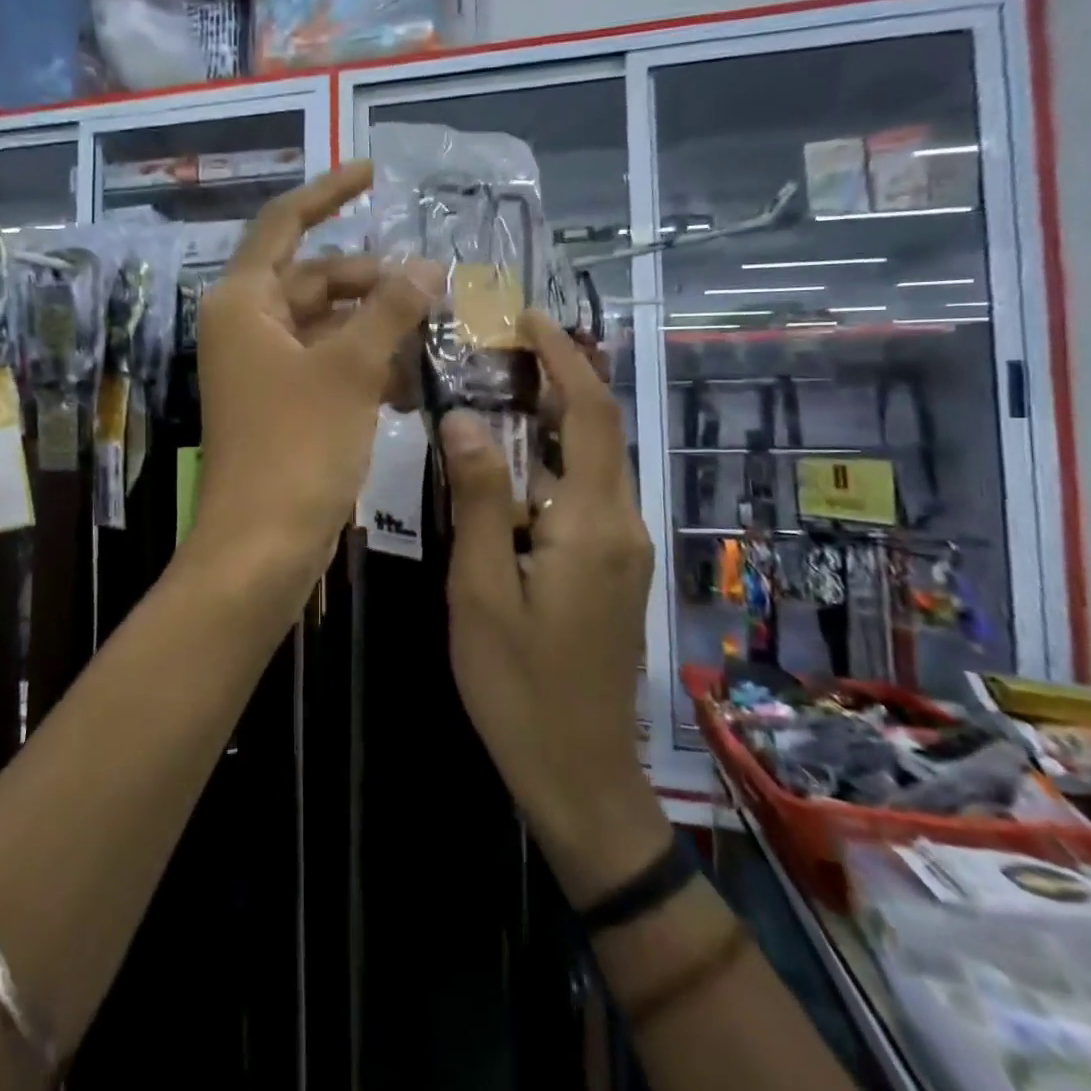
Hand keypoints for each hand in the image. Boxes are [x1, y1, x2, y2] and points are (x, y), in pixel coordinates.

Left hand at [192, 161, 438, 590]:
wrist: (261, 547)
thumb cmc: (298, 448)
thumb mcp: (350, 370)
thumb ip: (389, 310)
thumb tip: (426, 266)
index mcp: (244, 302)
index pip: (284, 224)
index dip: (328, 193)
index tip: (373, 171)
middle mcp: (246, 327)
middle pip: (314, 280)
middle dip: (373, 281)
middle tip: (435, 286)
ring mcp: (261, 369)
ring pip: (326, 327)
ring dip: (377, 328)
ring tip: (435, 335)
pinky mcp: (280, 406)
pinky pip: (326, 366)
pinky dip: (364, 366)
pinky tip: (410, 382)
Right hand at [440, 311, 669, 905]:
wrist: (580, 772)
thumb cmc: (519, 685)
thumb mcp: (480, 590)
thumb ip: (479, 500)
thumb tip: (466, 418)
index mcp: (592, 524)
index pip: (590, 414)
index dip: (564, 358)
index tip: (528, 318)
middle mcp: (623, 525)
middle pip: (602, 429)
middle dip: (563, 376)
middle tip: (505, 344)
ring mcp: (624, 550)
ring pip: (597, 461)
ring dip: (559, 415)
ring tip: (503, 387)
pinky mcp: (614, 570)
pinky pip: (590, 492)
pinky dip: (558, 457)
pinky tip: (516, 462)